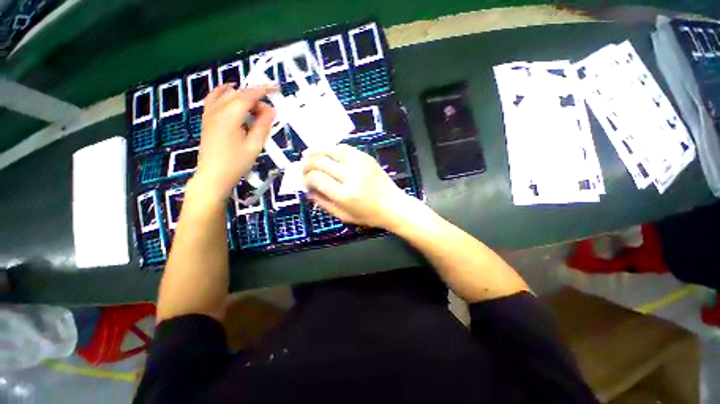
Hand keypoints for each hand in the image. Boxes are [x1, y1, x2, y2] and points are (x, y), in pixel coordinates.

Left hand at [192, 85, 275, 201]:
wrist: (213, 176)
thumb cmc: (236, 163)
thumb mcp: (254, 145)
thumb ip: (263, 125)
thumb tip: (271, 110)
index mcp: (230, 116)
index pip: (248, 96)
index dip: (263, 90)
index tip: (276, 88)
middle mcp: (217, 110)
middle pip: (238, 94)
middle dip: (255, 97)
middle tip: (268, 112)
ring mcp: (209, 114)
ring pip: (225, 94)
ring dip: (241, 95)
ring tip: (254, 106)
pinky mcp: (206, 119)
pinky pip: (214, 99)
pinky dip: (225, 95)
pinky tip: (231, 97)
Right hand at [303, 144, 415, 229]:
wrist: (393, 205)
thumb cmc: (369, 215)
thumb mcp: (343, 216)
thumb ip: (323, 202)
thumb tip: (307, 189)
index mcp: (345, 194)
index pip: (316, 178)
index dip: (305, 178)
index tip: (305, 181)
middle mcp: (352, 175)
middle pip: (320, 161)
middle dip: (306, 163)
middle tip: (302, 167)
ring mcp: (360, 163)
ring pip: (331, 150)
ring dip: (316, 151)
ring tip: (308, 155)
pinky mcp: (366, 157)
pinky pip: (344, 148)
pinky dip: (331, 149)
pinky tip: (327, 153)